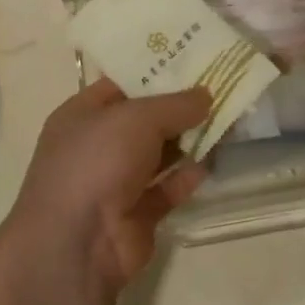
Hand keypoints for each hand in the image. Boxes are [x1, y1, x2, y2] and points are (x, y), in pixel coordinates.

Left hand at [9, 78, 210, 287]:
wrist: (77, 244)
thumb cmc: (96, 162)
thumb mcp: (137, 118)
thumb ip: (175, 104)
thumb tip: (206, 96)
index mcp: (82, 115)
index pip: (121, 84)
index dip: (155, 72)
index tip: (194, 61)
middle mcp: (96, 146)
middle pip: (144, 120)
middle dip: (180, 107)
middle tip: (220, 89)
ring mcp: (115, 182)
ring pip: (158, 155)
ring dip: (188, 141)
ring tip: (227, 121)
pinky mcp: (136, 214)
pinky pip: (166, 189)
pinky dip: (186, 177)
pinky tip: (211, 163)